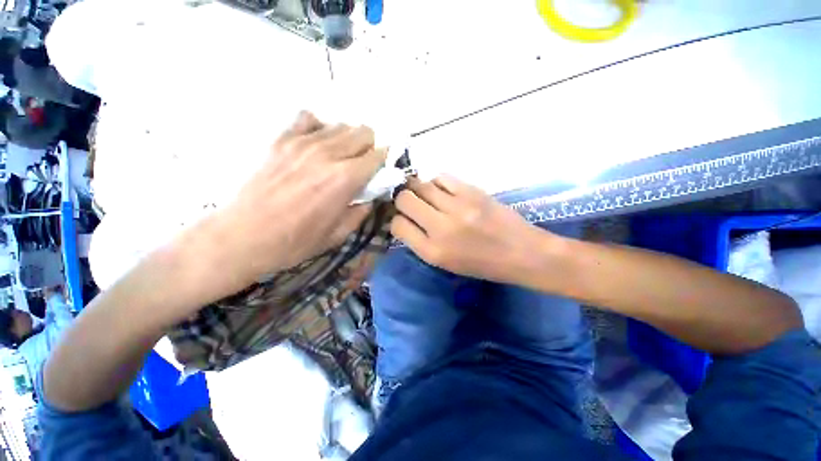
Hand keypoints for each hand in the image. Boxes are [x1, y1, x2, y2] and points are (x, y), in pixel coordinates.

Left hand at [202, 111, 384, 291]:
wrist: (245, 236)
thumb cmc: (296, 241)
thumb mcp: (339, 233)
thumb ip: (361, 210)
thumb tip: (371, 195)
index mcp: (346, 178)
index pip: (378, 155)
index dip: (384, 162)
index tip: (381, 171)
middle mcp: (328, 153)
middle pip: (363, 132)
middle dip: (369, 148)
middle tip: (362, 166)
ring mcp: (302, 142)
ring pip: (341, 125)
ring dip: (348, 140)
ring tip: (340, 158)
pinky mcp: (282, 140)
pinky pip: (308, 118)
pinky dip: (319, 128)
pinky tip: (317, 144)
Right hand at [391, 176, 551, 282]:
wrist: (522, 253)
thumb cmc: (482, 264)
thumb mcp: (445, 263)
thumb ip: (422, 241)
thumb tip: (406, 219)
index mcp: (433, 251)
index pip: (398, 225)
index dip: (397, 220)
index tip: (404, 219)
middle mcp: (441, 228)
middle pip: (404, 199)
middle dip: (403, 200)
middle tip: (411, 203)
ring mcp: (457, 207)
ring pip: (421, 185)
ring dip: (419, 189)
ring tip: (428, 196)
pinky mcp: (472, 192)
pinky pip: (442, 178)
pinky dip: (437, 183)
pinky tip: (444, 191)